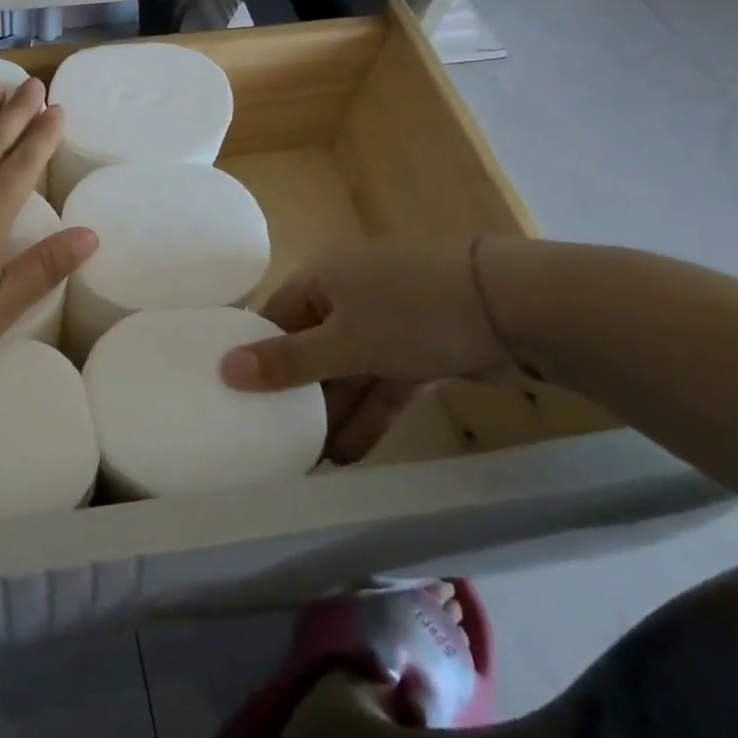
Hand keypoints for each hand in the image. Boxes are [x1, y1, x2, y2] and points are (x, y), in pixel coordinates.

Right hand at [219, 238, 520, 460]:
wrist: (514, 307)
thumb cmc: (412, 313)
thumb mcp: (344, 341)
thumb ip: (288, 361)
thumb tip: (224, 369)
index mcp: (322, 278)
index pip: (275, 317)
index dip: (256, 355)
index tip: (238, 397)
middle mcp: (350, 294)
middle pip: (312, 347)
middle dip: (297, 393)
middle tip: (272, 438)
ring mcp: (389, 322)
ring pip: (349, 370)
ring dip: (333, 412)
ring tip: (307, 459)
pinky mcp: (423, 349)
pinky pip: (384, 384)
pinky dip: (369, 414)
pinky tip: (349, 455)